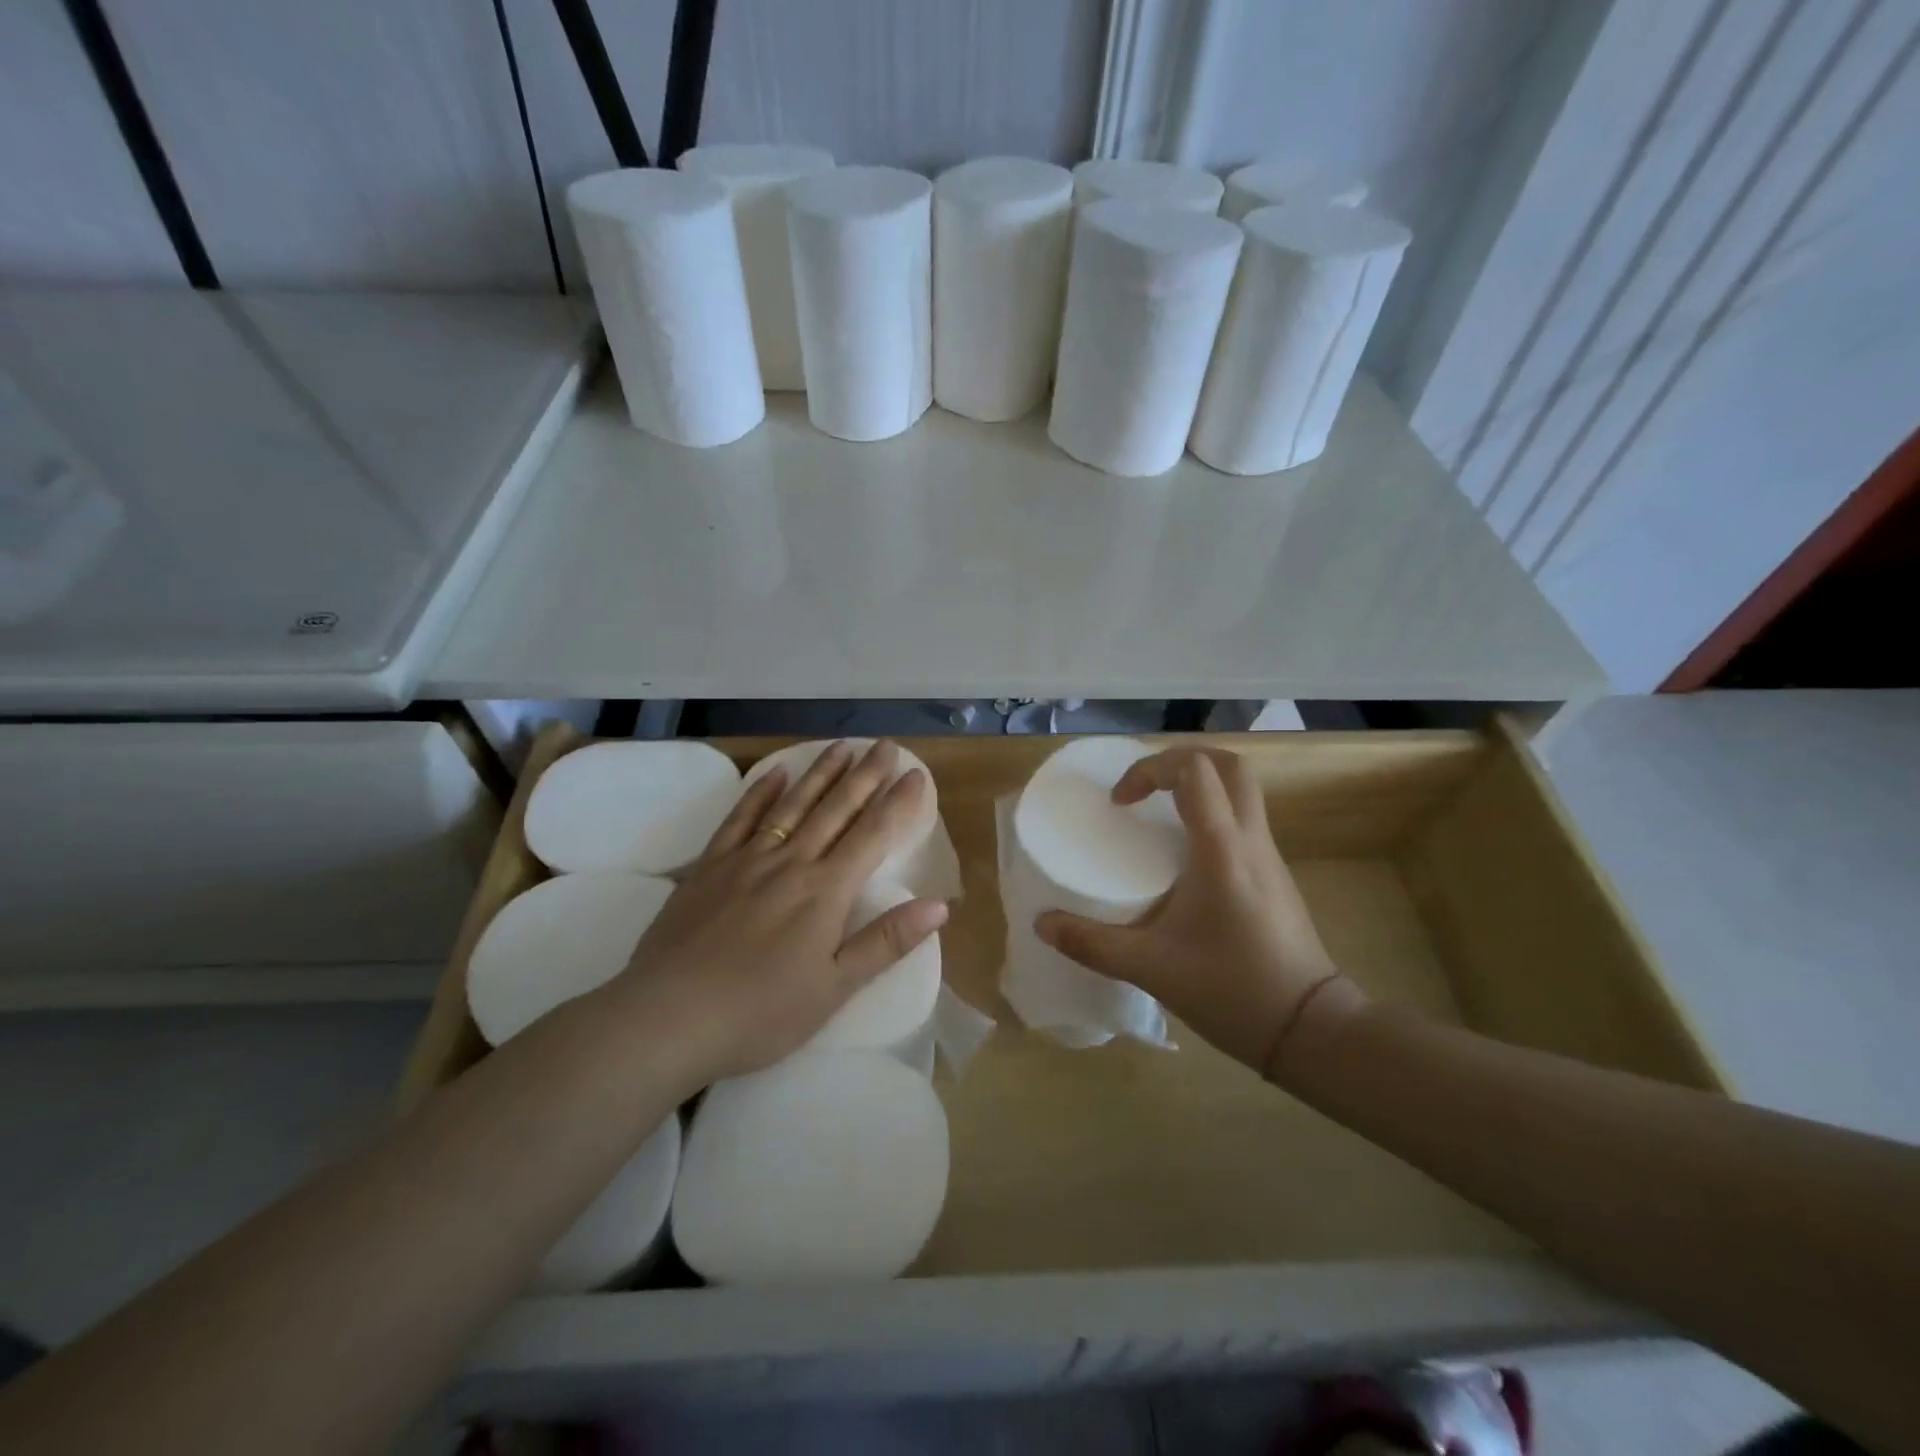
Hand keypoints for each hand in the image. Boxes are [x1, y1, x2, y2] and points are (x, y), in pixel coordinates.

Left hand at [612, 740, 946, 1086]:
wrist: (668, 1017)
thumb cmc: (760, 1012)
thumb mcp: (834, 988)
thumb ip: (885, 942)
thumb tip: (939, 905)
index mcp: (826, 891)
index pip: (872, 835)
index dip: (898, 803)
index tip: (917, 774)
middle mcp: (791, 863)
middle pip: (835, 809)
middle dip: (865, 775)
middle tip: (885, 744)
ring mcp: (747, 860)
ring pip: (792, 805)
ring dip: (820, 773)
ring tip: (841, 746)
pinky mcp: (709, 867)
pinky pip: (740, 819)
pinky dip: (760, 794)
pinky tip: (775, 774)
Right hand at [1035, 746, 1364, 1081]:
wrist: (1310, 1031)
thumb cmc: (1232, 990)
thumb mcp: (1152, 968)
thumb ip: (1092, 944)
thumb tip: (1041, 925)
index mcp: (1221, 850)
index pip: (1194, 771)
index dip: (1150, 770)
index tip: (1120, 803)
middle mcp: (1250, 841)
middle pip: (1230, 766)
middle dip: (1182, 762)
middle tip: (1145, 788)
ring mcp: (1269, 857)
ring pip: (1243, 791)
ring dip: (1200, 786)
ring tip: (1158, 816)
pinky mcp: (1275, 877)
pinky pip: (1244, 821)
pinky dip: (1213, 815)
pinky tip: (1184, 857)